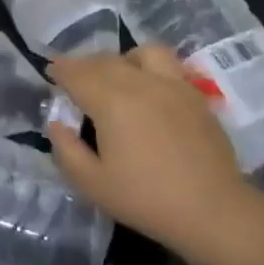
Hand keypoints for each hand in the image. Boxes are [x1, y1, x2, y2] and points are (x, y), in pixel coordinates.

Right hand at [46, 46, 263, 257]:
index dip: (60, 70)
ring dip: (122, 59)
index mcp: (111, 101)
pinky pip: (169, 66)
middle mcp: (140, 82)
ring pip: (142, 54)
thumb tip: (57, 123)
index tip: (50, 73)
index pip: (77, 73)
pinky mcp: (195, 96)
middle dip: (84, 65)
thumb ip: (66, 150)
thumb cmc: (146, 199)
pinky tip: (149, 91)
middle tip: (74, 79)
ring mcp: (173, 85)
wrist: (212, 211)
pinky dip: (151, 69)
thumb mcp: (92, 184)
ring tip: (117, 77)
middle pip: (105, 60)